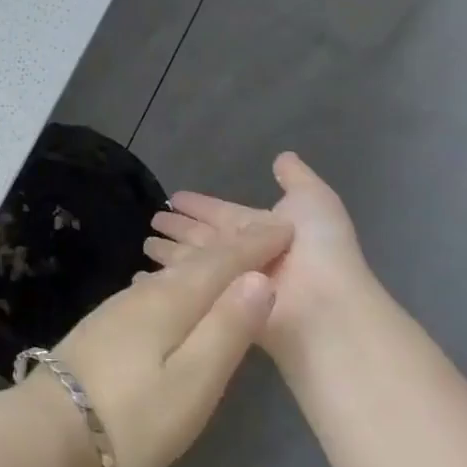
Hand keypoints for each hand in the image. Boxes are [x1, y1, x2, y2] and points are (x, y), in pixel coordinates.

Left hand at [15, 218, 290, 466]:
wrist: (50, 433)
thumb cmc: (132, 418)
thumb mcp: (193, 383)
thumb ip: (227, 329)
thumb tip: (259, 277)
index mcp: (171, 301)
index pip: (223, 262)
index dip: (256, 245)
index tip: (286, 226)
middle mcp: (144, 293)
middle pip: (197, 263)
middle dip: (233, 248)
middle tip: (266, 237)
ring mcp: (120, 308)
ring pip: (174, 274)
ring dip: (206, 263)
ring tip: (231, 259)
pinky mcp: (107, 326)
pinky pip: (156, 288)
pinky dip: (181, 282)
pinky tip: (178, 290)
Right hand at [144, 152, 370, 356]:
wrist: (323, 310)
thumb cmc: (318, 250)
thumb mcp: (314, 201)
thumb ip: (296, 179)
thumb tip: (282, 156)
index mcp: (263, 230)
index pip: (222, 213)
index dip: (199, 205)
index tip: (174, 196)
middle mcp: (245, 256)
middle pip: (204, 239)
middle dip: (179, 228)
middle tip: (152, 220)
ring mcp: (231, 284)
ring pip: (193, 263)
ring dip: (169, 255)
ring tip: (143, 245)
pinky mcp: (219, 311)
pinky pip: (190, 291)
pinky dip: (168, 284)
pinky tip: (143, 278)